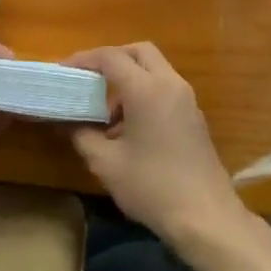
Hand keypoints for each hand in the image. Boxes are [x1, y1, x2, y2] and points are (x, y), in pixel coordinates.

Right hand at [66, 43, 249, 250]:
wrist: (207, 219)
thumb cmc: (152, 187)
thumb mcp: (107, 164)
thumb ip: (82, 136)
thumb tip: (69, 122)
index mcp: (146, 89)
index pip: (111, 57)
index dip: (84, 59)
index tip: (63, 70)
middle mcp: (170, 84)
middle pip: (139, 52)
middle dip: (112, 58)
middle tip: (89, 78)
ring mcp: (186, 99)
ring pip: (154, 69)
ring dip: (129, 78)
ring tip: (106, 112)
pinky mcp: (194, 117)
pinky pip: (165, 89)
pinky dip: (145, 93)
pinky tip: (129, 128)